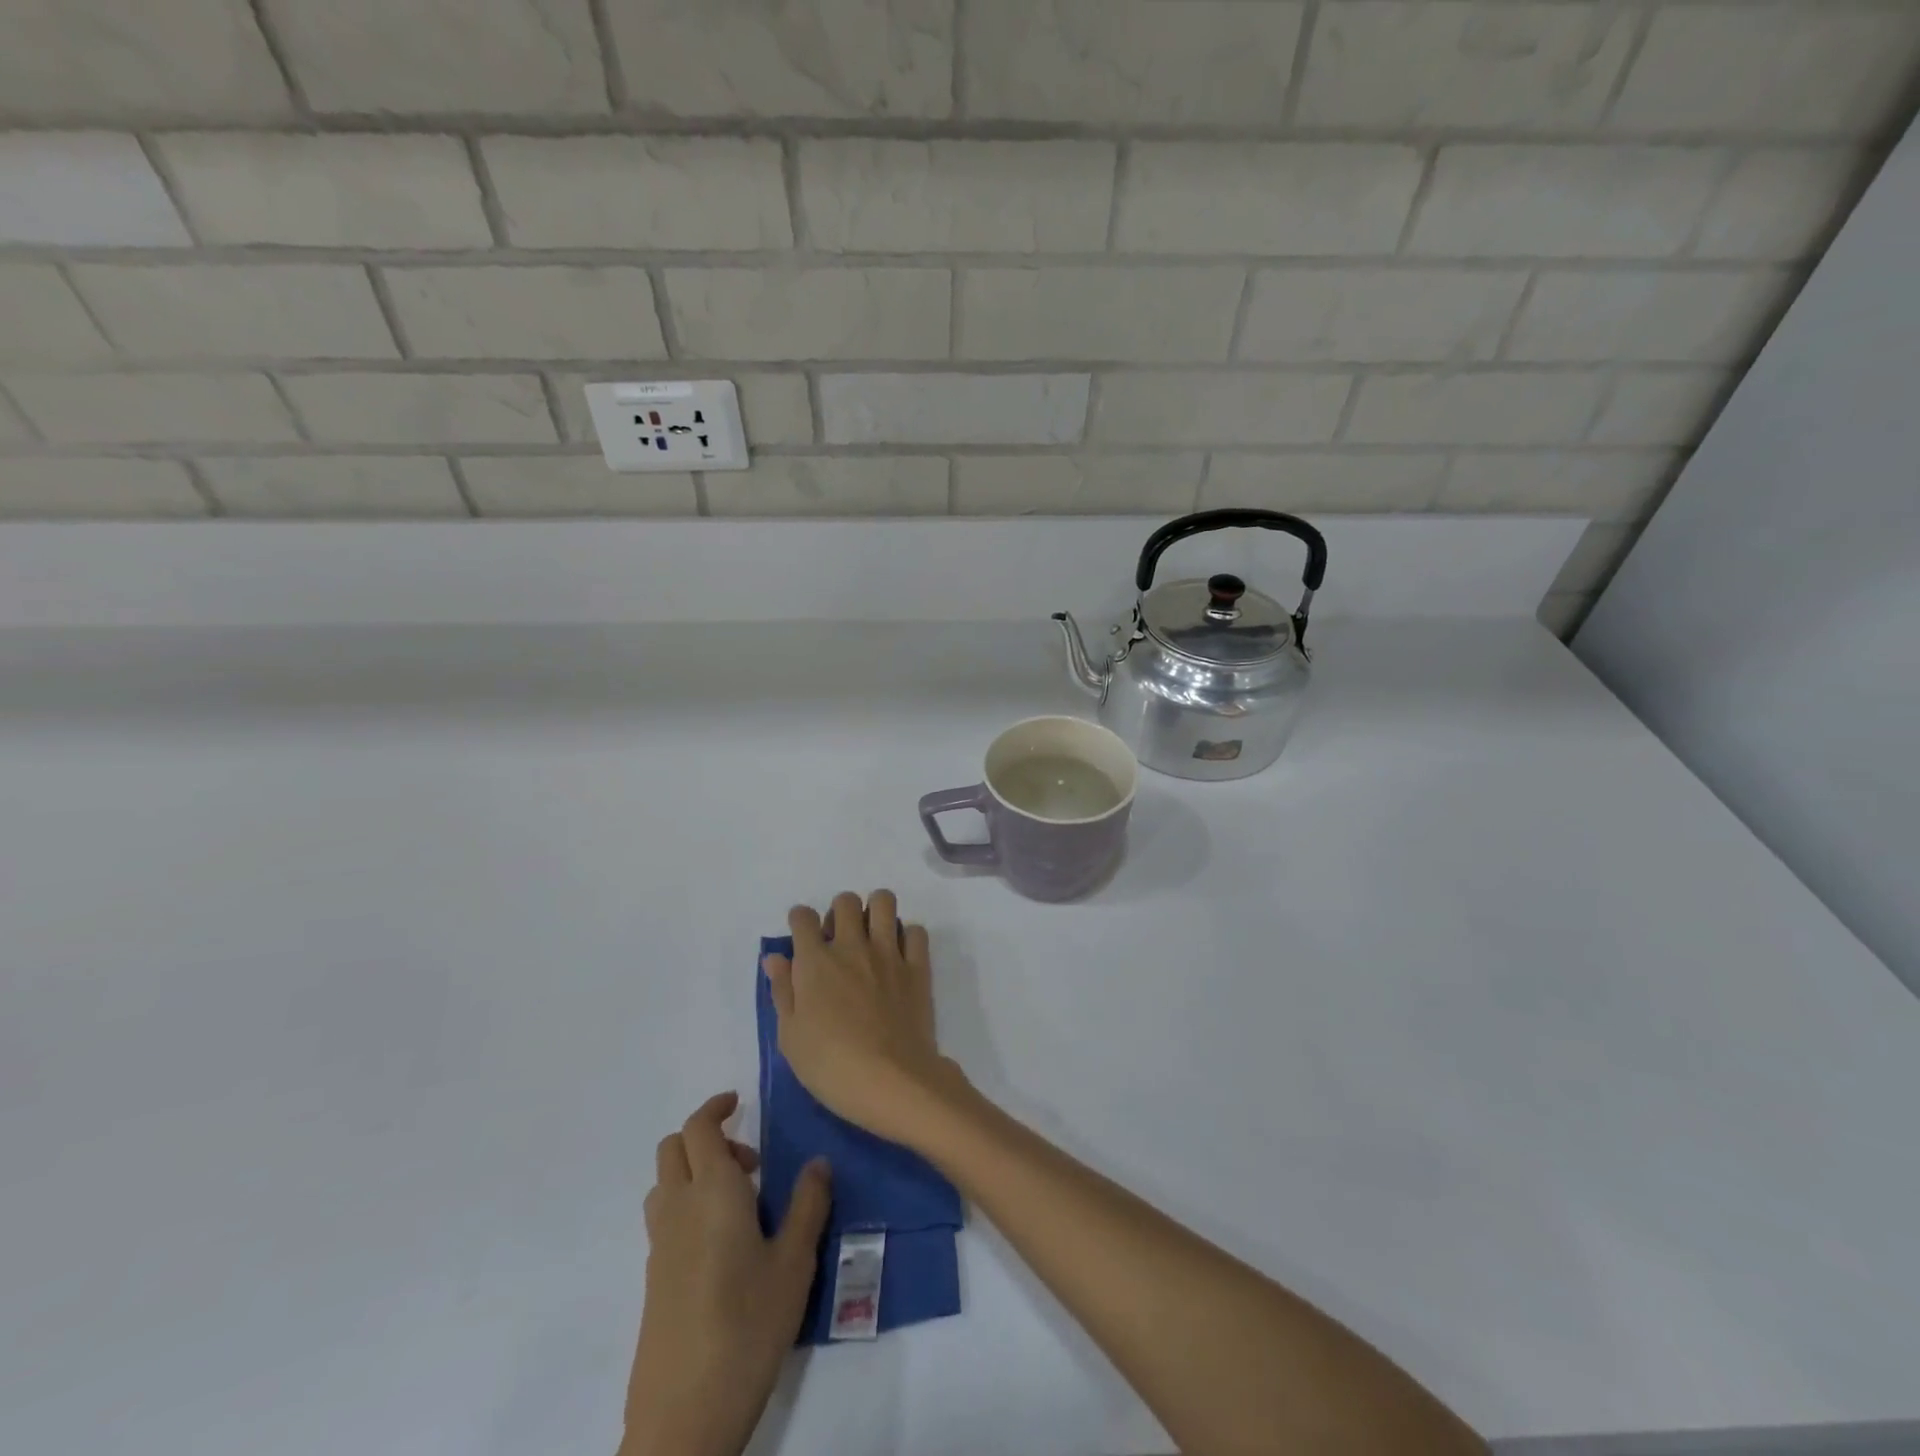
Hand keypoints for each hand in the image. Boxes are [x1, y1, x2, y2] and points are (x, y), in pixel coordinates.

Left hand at [622, 1092, 829, 1455]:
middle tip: (750, 1161)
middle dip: (706, 1137)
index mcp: (712, 1191)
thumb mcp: (794, 1264)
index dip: (716, 1107)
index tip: (740, 1101)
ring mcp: (659, 1245)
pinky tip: (723, 1246)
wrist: (683, 1415)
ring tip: (739, 1202)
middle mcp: (678, 1207)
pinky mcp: (653, 1279)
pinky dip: (687, 1206)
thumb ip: (808, 1205)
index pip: (699, 1127)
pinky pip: (664, 1218)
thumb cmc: (747, 1326)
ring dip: (694, 1171)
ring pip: (665, 1182)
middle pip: (673, 1148)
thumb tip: (819, 1161)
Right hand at [764, 890, 967, 1147]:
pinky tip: (900, 955)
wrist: (892, 1081)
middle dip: (838, 911)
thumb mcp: (791, 1036)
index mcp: (816, 962)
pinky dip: (907, 936)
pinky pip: (916, 931)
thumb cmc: (831, 1066)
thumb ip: (783, 991)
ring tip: (871, 935)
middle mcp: (852, 947)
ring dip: (875, 911)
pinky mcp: (917, 966)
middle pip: (845, 901)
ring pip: (884, 901)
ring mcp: (888, 953)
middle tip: (838, 939)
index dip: (799, 921)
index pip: (802, 917)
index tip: (801, 935)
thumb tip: (775, 957)